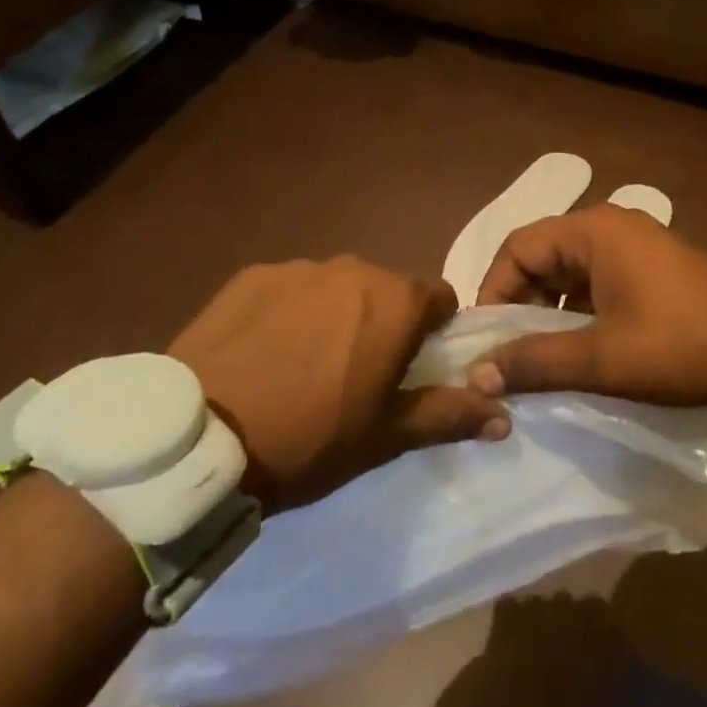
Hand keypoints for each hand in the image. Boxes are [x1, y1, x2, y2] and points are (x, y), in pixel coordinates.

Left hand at [169, 257, 508, 510]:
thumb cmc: (309, 439)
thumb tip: (505, 417)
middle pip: (387, 290)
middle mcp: (353, 268)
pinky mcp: (251, 275)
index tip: (410, 369)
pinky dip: (288, 312)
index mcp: (395, 300)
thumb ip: (450, 415)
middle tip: (355, 376)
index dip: (433, 333)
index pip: (439, 298)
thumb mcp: (386, 436)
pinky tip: (262, 354)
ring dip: (335, 315)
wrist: (200, 439)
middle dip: (383, 323)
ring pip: (337, 288)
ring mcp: (298, 267)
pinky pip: (289, 289)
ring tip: (302, 367)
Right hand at [469, 205, 706, 405]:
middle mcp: (609, 226)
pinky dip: (578, 312)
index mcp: (593, 231)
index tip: (487, 340)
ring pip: (569, 272)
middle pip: (542, 256)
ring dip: (548, 311)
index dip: (493, 290)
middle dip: (520, 304)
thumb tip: (476, 374)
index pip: (517, 247)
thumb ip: (536, 362)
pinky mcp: (651, 268)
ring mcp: (634, 245)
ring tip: (540, 358)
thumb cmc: (681, 345)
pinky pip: (597, 282)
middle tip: (509, 355)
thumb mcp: (603, 359)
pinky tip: (579, 350)